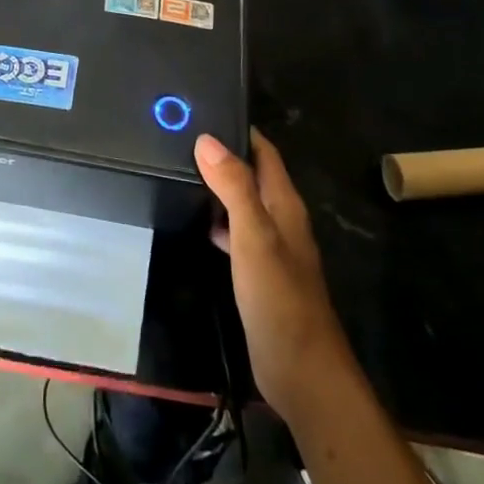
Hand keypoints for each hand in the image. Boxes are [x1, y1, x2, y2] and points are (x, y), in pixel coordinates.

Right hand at [195, 129, 353, 421]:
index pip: (264, 152)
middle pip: (253, 175)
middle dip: (223, 156)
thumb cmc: (279, 299)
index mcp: (285, 204)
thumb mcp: (253, 236)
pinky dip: (219, 222)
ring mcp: (272, 248)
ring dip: (220, 188)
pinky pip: (237, 234)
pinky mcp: (260, 274)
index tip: (204, 111)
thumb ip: (234, 187)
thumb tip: (207, 139)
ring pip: (244, 204)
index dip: (238, 130)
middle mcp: (281, 220)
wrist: (302, 372)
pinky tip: (197, 223)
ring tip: (181, 173)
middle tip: (181, 139)